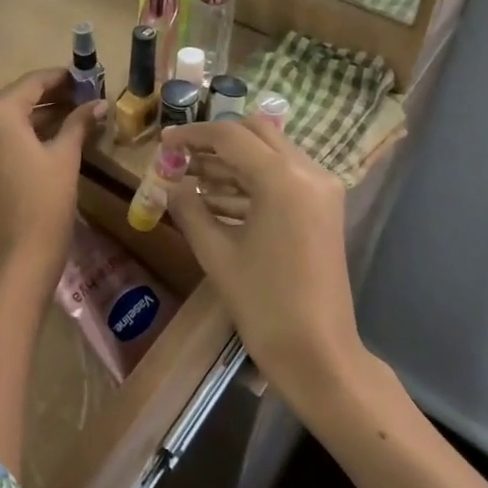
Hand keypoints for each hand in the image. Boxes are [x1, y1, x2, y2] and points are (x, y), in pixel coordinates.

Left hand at [0, 68, 105, 269]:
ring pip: (8, 116)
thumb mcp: (65, 156)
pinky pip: (1, 134)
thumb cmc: (46, 201)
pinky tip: (54, 130)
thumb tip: (99, 102)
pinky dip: (24, 130)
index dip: (59, 77)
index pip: (31, 83)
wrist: (21, 255)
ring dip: (38, 112)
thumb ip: (79, 122)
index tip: (84, 75)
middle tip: (82, 92)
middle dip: (49, 94)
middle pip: (17, 97)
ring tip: (74, 109)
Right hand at [160, 118, 357, 395]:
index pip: (230, 136)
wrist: (318, 353)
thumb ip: (188, 208)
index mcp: (282, 178)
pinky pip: (282, 177)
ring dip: (232, 162)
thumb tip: (167, 182)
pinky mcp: (323, 207)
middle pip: (255, 133)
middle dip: (215, 142)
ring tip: (191, 180)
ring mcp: (321, 189)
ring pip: (270, 153)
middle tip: (181, 158)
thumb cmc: (263, 304)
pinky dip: (251, 181)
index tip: (164, 142)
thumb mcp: (216, 252)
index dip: (193, 135)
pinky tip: (216, 199)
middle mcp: (308, 172)